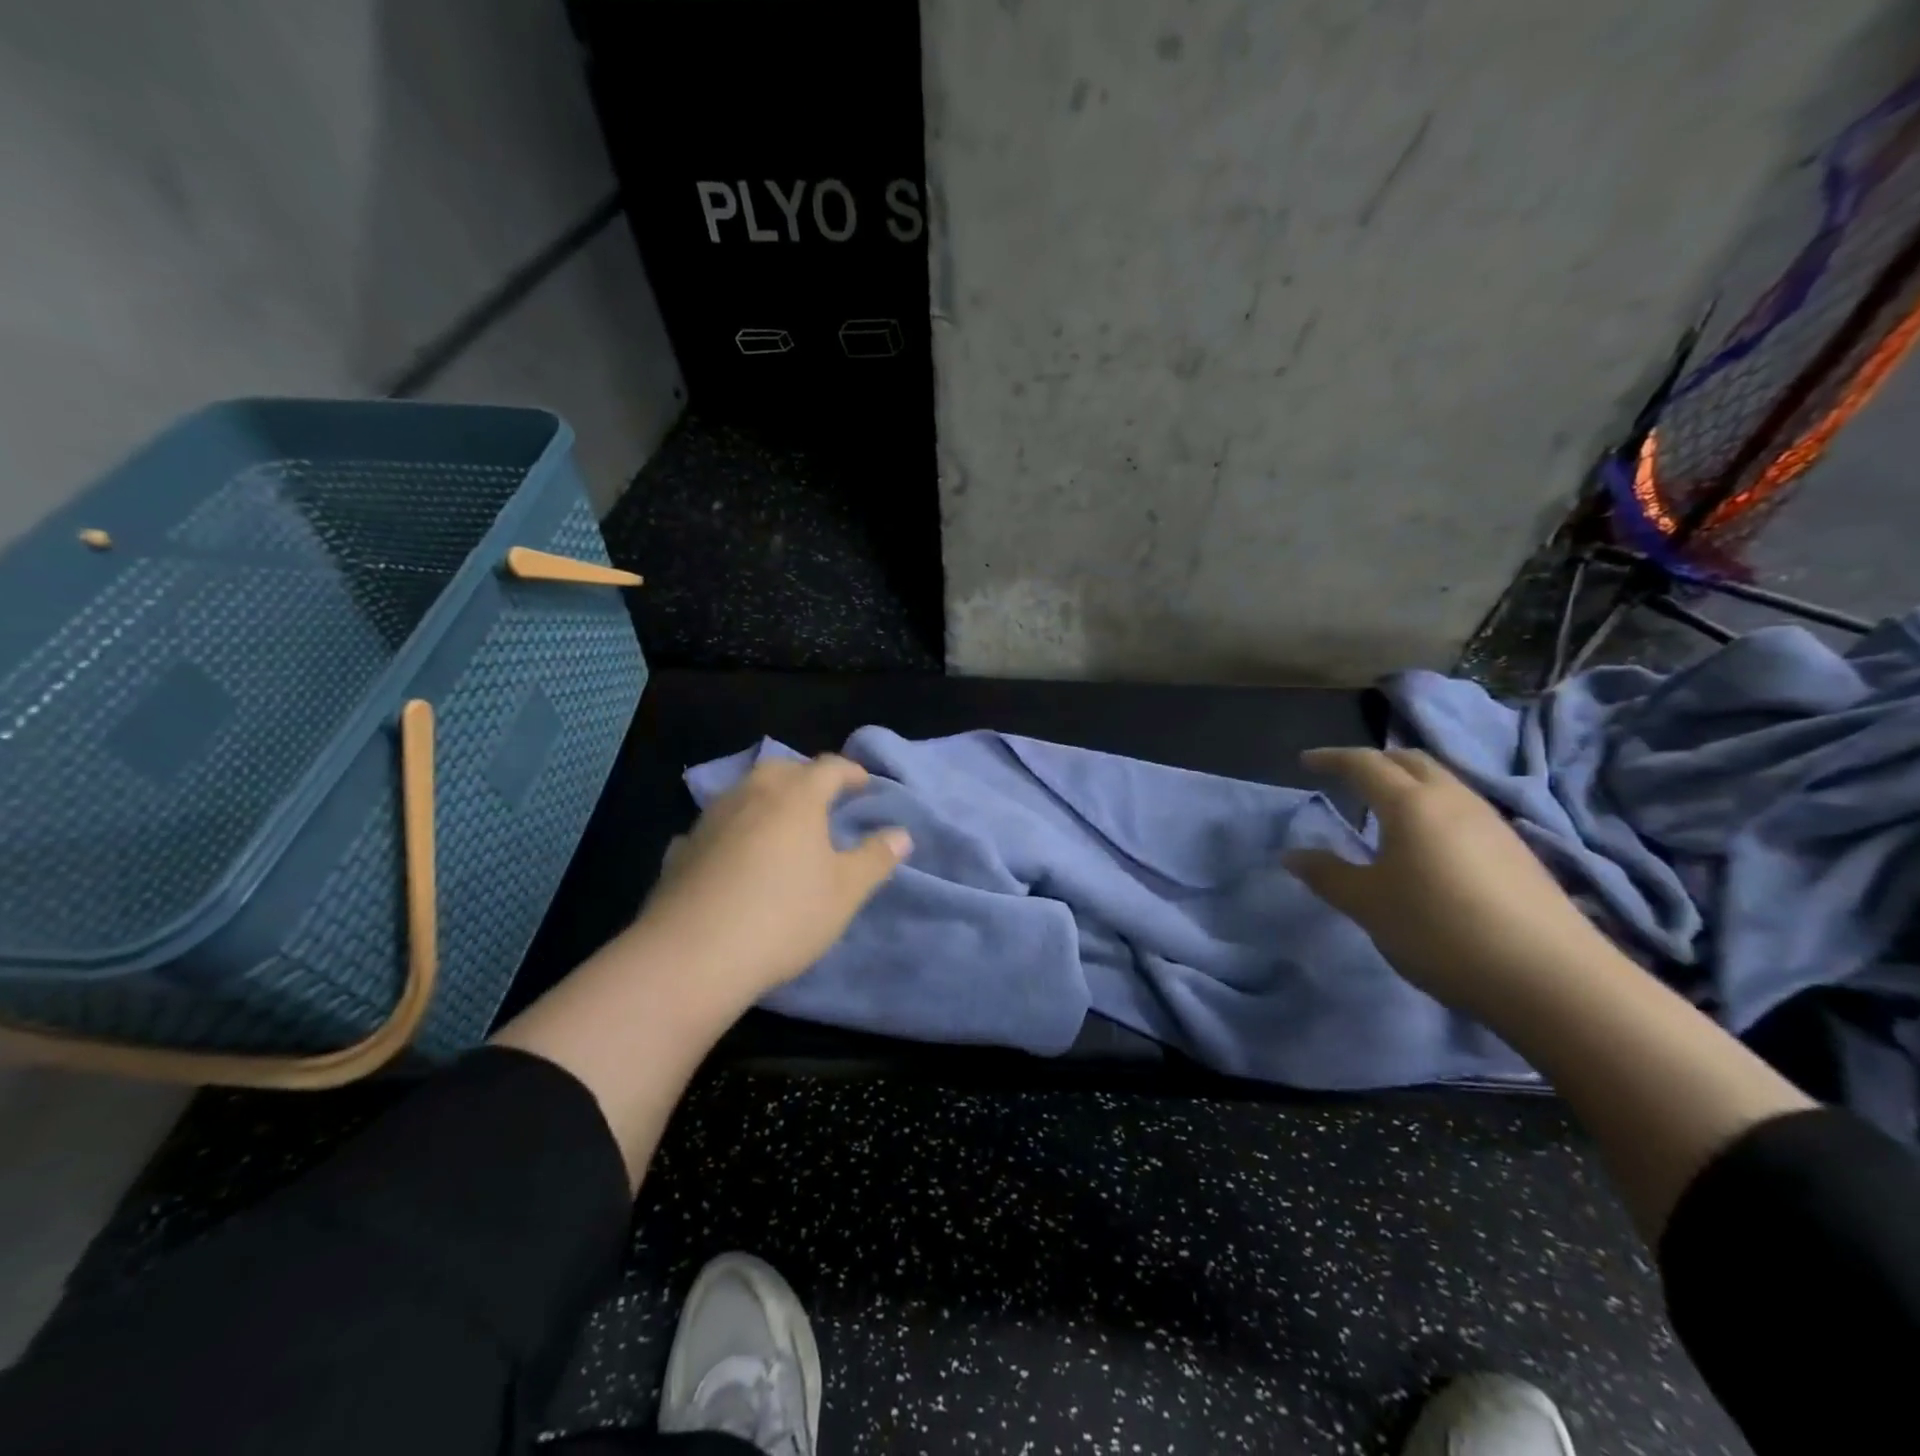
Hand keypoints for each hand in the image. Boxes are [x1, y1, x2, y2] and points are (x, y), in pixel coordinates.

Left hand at [622, 754, 910, 1006]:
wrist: (693, 955)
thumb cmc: (784, 915)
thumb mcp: (845, 891)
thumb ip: (875, 858)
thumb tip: (901, 834)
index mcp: (796, 797)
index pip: (829, 768)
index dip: (851, 772)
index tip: (865, 785)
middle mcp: (751, 795)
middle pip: (782, 769)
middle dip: (806, 777)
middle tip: (823, 799)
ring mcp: (711, 819)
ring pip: (745, 792)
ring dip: (767, 798)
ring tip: (781, 824)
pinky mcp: (682, 848)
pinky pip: (716, 825)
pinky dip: (734, 829)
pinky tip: (734, 853)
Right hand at [1286, 747, 1616, 1017]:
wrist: (1551, 978)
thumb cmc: (1440, 930)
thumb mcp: (1368, 905)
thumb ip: (1327, 875)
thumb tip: (1292, 855)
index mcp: (1410, 804)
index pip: (1364, 764)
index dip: (1332, 758)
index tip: (1306, 761)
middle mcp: (1453, 800)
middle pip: (1411, 761)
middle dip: (1375, 761)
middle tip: (1347, 777)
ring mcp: (1492, 824)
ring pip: (1443, 783)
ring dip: (1408, 783)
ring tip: (1384, 809)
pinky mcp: (1516, 852)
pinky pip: (1463, 810)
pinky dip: (1433, 808)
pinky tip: (1429, 844)